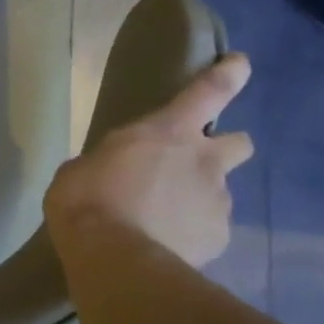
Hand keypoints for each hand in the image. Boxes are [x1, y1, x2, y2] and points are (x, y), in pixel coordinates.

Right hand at [44, 54, 253, 267]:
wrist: (114, 259)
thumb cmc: (87, 201)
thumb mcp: (82, 170)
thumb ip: (109, 163)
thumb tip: (112, 173)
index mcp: (167, 132)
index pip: (209, 91)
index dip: (228, 74)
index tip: (241, 64)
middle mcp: (204, 161)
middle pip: (240, 143)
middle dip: (224, 149)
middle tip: (194, 167)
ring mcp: (217, 201)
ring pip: (219, 193)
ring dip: (198, 199)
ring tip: (164, 222)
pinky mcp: (219, 238)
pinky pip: (210, 230)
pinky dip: (193, 234)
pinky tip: (167, 246)